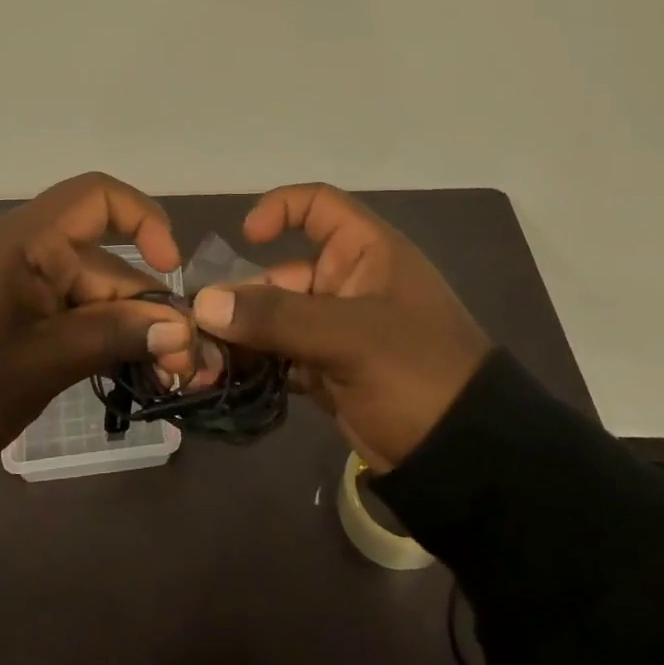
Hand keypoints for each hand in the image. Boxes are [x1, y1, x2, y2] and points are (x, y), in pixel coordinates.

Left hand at [0, 173, 196, 454]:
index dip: (144, 220)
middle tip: (184, 363)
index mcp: (24, 239)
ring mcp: (12, 279)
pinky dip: (93, 332)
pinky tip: (122, 366)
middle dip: (144, 305)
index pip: (97, 197)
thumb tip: (183, 330)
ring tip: (162, 374)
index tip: (171, 269)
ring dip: (123, 326)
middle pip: (101, 259)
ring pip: (86, 290)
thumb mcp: (47, 359)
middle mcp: (21, 247)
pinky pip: (62, 307)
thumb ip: (117, 335)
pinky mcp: (6, 308)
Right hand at [189, 184, 493, 470]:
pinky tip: (227, 379)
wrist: (464, 459)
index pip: (318, 205)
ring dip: (240, 335)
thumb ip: (276, 317)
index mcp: (366, 253)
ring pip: (274, 316)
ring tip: (204, 361)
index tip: (245, 239)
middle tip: (199, 329)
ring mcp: (336, 329)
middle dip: (240, 296)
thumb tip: (203, 303)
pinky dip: (255, 363)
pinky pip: (279, 354)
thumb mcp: (349, 337)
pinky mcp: (327, 369)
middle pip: (280, 270)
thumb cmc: (416, 373)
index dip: (280, 209)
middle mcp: (348, 282)